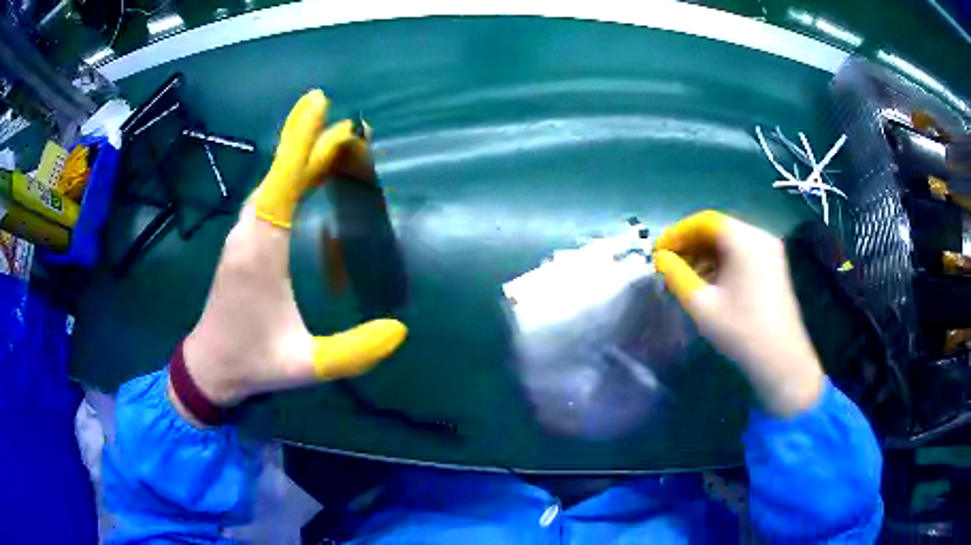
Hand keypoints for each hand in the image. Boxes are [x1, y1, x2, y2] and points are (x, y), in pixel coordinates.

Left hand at [175, 90, 406, 417]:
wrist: (209, 366)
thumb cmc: (252, 361)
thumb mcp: (304, 365)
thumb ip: (350, 352)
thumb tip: (399, 330)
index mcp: (260, 253)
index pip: (282, 184)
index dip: (301, 141)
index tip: (318, 102)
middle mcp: (248, 233)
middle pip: (281, 176)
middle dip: (314, 147)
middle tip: (355, 133)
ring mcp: (241, 236)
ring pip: (273, 184)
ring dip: (303, 161)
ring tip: (339, 149)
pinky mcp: (241, 242)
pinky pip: (268, 198)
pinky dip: (291, 180)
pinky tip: (308, 182)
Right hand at [653, 211, 823, 416]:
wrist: (781, 359)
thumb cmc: (740, 330)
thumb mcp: (701, 304)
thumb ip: (676, 275)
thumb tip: (660, 258)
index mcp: (744, 240)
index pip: (705, 221)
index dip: (678, 232)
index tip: (658, 251)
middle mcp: (760, 237)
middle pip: (719, 229)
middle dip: (691, 243)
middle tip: (669, 262)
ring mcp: (771, 251)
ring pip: (731, 242)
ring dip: (706, 253)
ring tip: (685, 274)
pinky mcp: (775, 266)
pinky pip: (743, 253)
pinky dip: (723, 261)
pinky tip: (710, 281)